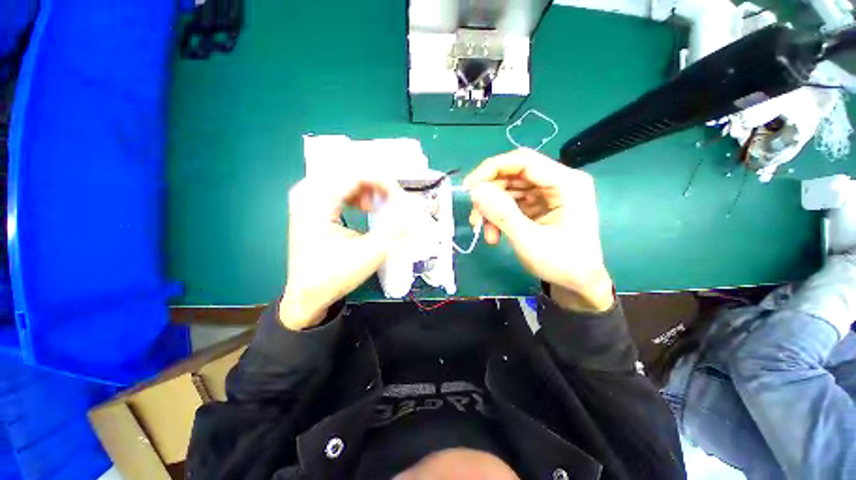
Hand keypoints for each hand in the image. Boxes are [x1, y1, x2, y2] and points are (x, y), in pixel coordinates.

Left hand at [280, 176, 407, 329]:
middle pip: (351, 173)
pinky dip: (358, 195)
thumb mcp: (369, 253)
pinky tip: (366, 209)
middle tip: (393, 201)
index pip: (357, 174)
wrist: (306, 295)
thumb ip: (393, 228)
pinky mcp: (311, 206)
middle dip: (377, 185)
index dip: (384, 183)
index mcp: (317, 201)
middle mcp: (307, 192)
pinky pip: (339, 188)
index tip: (402, 198)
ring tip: (381, 207)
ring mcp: (307, 198)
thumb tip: (411, 209)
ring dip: (368, 189)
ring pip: (346, 179)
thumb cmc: (334, 276)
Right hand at [464, 149, 613, 312]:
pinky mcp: (539, 205)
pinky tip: (493, 235)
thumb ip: (501, 213)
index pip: (523, 161)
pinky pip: (511, 203)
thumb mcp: (528, 240)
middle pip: (513, 175)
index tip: (468, 187)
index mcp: (566, 183)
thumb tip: (475, 191)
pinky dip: (498, 217)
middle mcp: (558, 182)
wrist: (578, 284)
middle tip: (474, 216)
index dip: (491, 169)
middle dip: (489, 195)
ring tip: (483, 231)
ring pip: (508, 190)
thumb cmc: (561, 264)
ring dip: (491, 209)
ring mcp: (548, 194)